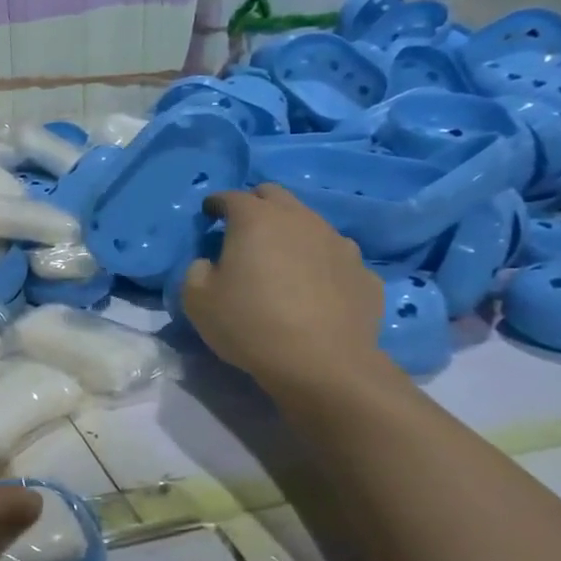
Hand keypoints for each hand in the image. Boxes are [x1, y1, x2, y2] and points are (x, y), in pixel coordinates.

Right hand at [181, 184, 384, 396]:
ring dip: (291, 233)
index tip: (209, 214)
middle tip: (243, 229)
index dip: (216, 203)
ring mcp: (339, 244)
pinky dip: (320, 264)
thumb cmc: (250, 324)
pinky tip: (314, 288)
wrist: (323, 364)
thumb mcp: (197, 300)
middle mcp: (300, 220)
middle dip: (256, 205)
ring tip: (281, 261)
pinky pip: (335, 258)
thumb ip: (197, 271)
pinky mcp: (364, 273)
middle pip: (275, 196)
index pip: (231, 197)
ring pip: (310, 223)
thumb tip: (210, 264)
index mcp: (256, 220)